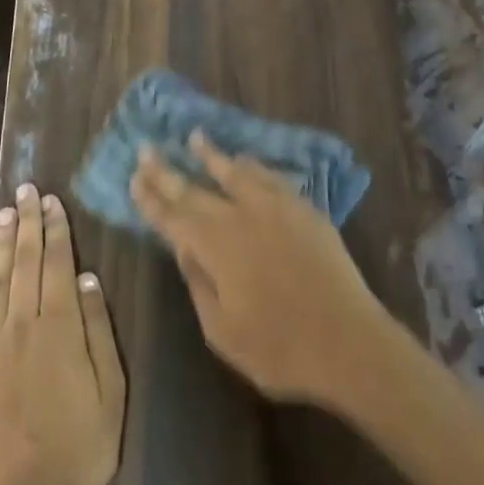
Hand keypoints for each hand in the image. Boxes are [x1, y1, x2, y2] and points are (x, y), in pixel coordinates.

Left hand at [0, 184, 125, 484]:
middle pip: (24, 263)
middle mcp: (22, 326)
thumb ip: (98, 328)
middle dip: (27, 223)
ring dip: (0, 244)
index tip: (52, 200)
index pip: (55, 263)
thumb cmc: (82, 447)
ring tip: (3, 212)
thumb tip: (86, 278)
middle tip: (25, 189)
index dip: (55, 229)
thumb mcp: (111, 388)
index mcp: (59, 327)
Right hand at [130, 132, 390, 405]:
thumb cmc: (280, 348)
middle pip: (196, 189)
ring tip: (194, 136)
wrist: (349, 341)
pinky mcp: (302, 208)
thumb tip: (185, 248)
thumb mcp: (223, 332)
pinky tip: (244, 159)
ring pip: (234, 172)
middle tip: (147, 149)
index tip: (134, 176)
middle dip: (168, 171)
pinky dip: (251, 166)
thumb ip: (199, 284)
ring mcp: (273, 207)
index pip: (173, 217)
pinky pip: (269, 177)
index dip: (151, 198)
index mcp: (215, 246)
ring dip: (211, 155)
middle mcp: (240, 216)